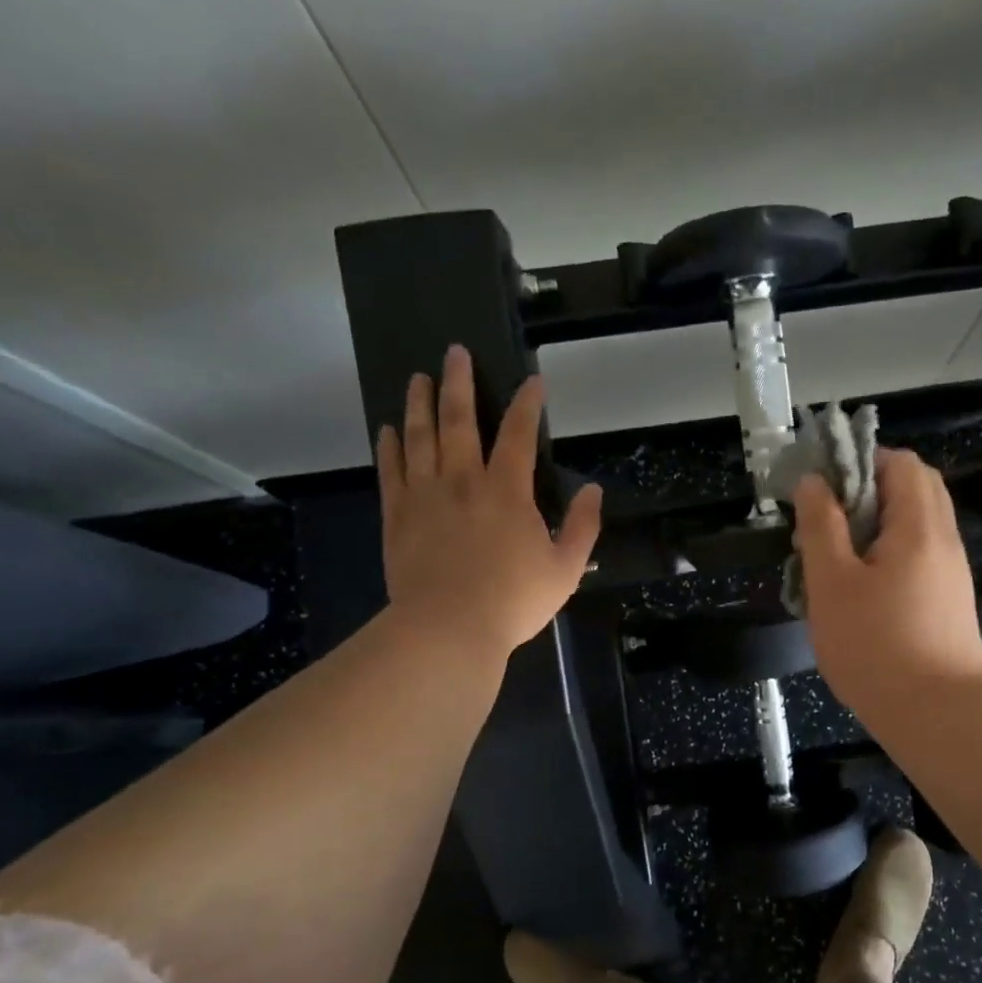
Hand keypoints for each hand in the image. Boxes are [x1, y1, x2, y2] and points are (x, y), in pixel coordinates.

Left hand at [376, 345, 601, 657]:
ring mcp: (424, 496)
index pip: (517, 434)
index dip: (526, 404)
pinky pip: (391, 471)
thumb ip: (583, 526)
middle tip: (455, 352)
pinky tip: (389, 430)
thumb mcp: (566, 569)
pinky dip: (390, 446)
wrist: (448, 630)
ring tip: (419, 378)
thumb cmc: (513, 601)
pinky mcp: (397, 516)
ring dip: (420, 404)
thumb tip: (593, 489)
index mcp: (507, 491)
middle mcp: (462, 480)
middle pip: (458, 421)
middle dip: (459, 383)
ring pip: (419, 437)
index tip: (531, 381)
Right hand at [792, 449, 981, 723]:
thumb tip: (814, 482)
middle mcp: (943, 539)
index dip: (859, 461)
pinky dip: (888, 553)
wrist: (937, 714)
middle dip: (866, 492)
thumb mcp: (832, 583)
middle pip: (913, 489)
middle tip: (827, 520)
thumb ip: (821, 525)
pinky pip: (918, 555)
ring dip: (875, 525)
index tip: (822, 487)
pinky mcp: (948, 599)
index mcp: (918, 525)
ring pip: (914, 524)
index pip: (900, 462)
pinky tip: (858, 588)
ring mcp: (950, 571)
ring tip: (834, 557)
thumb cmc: (875, 645)